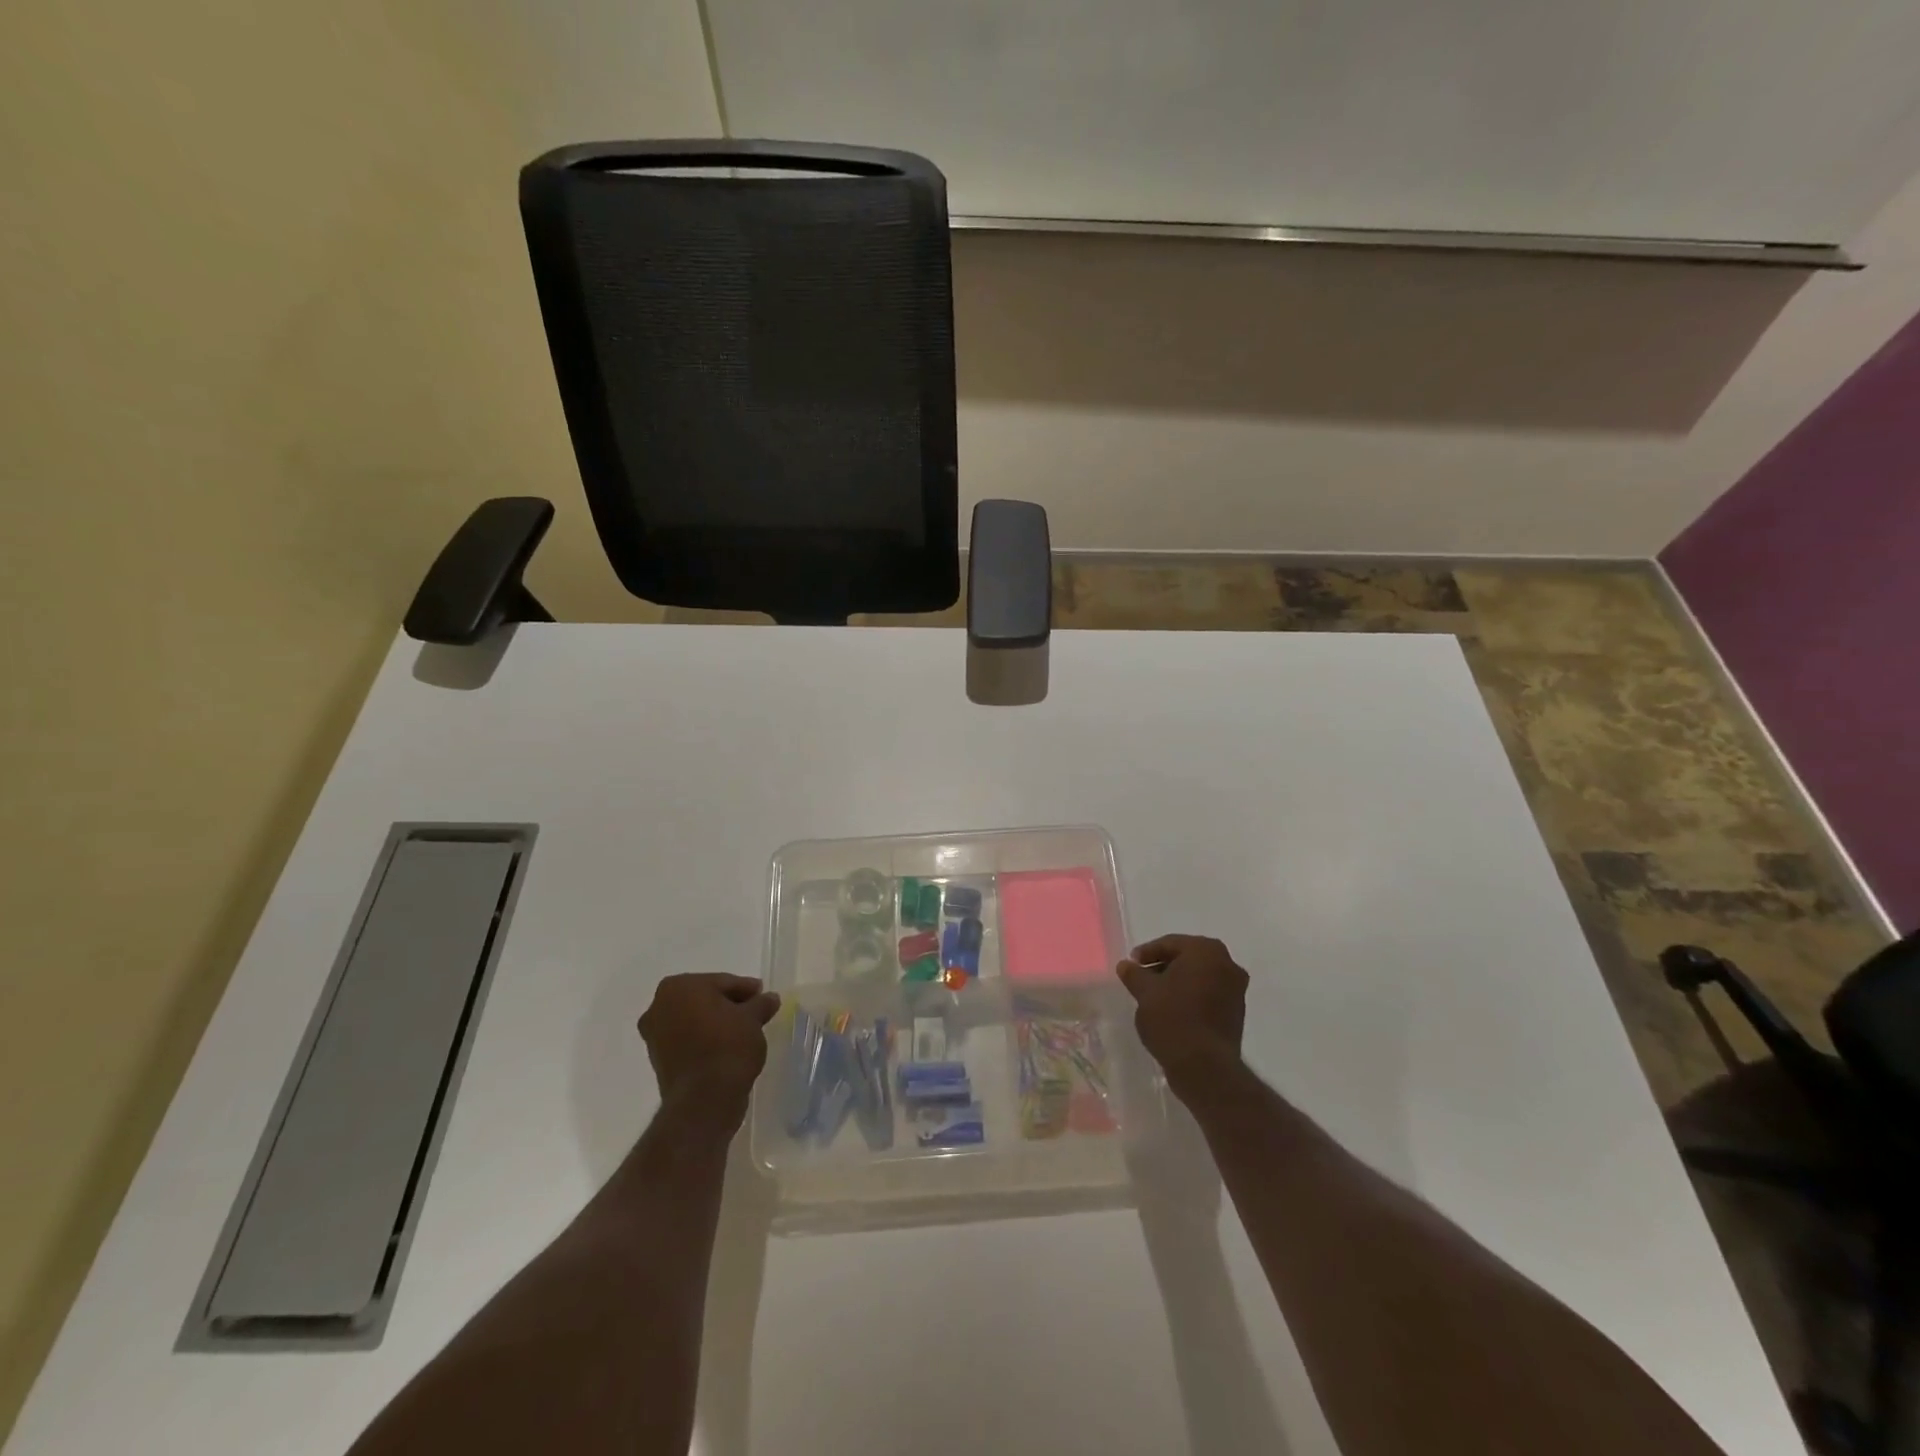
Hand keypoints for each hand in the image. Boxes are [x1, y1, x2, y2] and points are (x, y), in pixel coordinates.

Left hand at [637, 973, 780, 1123]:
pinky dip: (704, 1041)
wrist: (704, 1099)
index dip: (745, 989)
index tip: (762, 996)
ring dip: (715, 1023)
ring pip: (694, 1020)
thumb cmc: (728, 1045)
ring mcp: (654, 1035)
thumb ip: (761, 1003)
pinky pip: (687, 1041)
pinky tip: (726, 1048)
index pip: (721, 982)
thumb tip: (770, 998)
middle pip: (704, 999)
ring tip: (743, 1032)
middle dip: (728, 1005)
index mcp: (679, 986)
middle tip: (754, 1012)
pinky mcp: (658, 1061)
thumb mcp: (753, 1019)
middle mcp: (659, 1006)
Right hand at [1117, 934, 1248, 1092]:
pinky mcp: (1237, 1013)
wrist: (1204, 1066)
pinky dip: (1191, 996)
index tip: (1131, 965)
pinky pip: (1209, 994)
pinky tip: (1173, 1010)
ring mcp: (1236, 989)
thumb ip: (1134, 974)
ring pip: (1199, 977)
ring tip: (1154, 996)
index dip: (1147, 953)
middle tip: (1142, 978)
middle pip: (1187, 958)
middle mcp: (1227, 964)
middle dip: (1163, 966)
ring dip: (1177, 982)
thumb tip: (1126, 965)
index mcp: (1206, 950)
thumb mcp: (1145, 992)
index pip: (1170, 944)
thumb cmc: (1172, 1018)